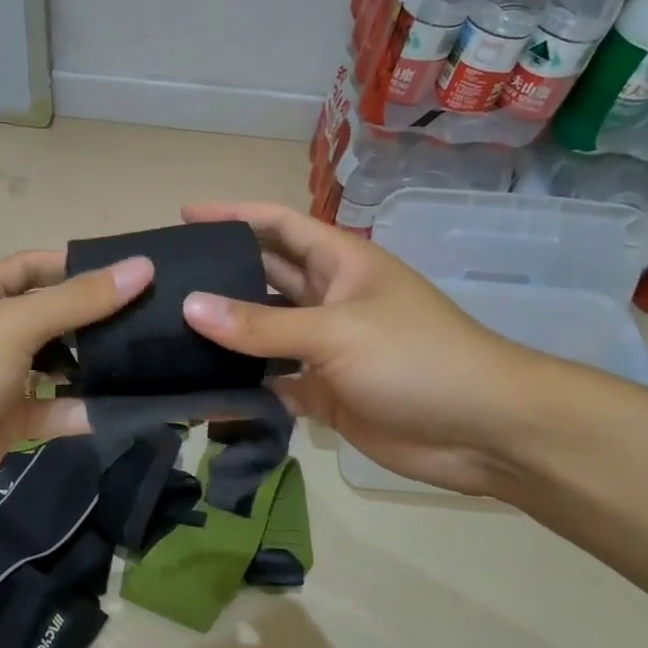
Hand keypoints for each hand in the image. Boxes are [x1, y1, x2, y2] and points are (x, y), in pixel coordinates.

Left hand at [0, 250, 153, 527]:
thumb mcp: (12, 326)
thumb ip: (77, 300)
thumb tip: (141, 267)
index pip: (41, 267)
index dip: (85, 267)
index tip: (140, 274)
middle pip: (56, 316)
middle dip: (100, 318)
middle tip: (160, 320)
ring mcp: (1, 379)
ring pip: (60, 365)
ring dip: (97, 366)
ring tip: (155, 361)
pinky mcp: (9, 422)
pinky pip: (55, 410)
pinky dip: (84, 410)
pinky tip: (127, 408)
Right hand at [178, 202, 548, 496]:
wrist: (484, 432)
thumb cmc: (416, 359)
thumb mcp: (335, 332)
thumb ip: (261, 324)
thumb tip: (190, 306)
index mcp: (339, 263)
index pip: (277, 226)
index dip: (233, 216)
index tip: (184, 215)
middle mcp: (327, 299)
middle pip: (263, 279)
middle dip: (219, 276)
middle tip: (162, 282)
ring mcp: (325, 348)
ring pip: (263, 334)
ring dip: (226, 336)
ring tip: (166, 335)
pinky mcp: (324, 394)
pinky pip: (272, 383)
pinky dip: (243, 388)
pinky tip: (202, 392)